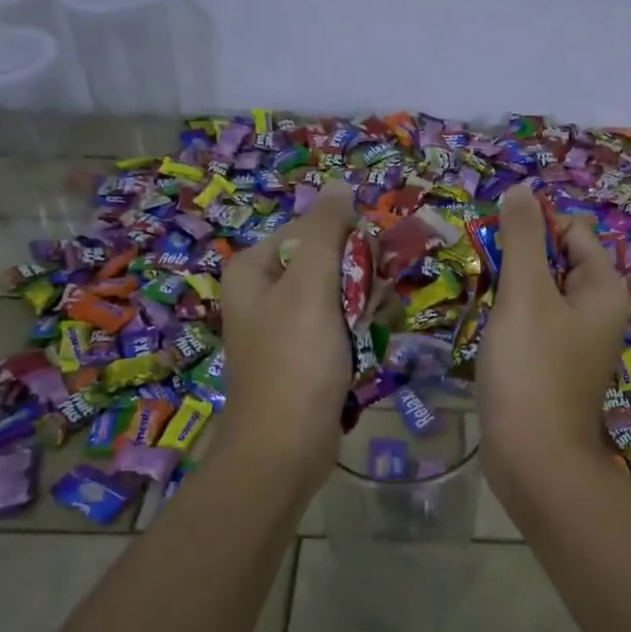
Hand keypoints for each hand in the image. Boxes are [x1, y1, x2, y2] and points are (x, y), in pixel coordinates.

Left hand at [216, 182, 356, 487]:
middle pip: (323, 261)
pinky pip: (335, 327)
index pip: (308, 228)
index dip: (347, 238)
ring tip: (377, 322)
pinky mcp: (301, 356)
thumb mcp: (311, 285)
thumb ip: (325, 231)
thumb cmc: (295, 360)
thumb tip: (339, 184)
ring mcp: (281, 327)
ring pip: (335, 295)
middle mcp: (261, 293)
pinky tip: (371, 343)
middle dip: (358, 275)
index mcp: (251, 269)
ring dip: (363, 303)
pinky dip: (356, 330)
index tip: (375, 260)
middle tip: (379, 296)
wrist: (285, 447)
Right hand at [476, 181, 630, 499]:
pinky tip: (490, 336)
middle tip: (488, 280)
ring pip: (540, 295)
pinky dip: (511, 322)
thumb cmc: (531, 369)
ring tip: (486, 308)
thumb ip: (523, 238)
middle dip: (519, 262)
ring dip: (511, 292)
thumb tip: (520, 190)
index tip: (497, 247)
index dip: (535, 229)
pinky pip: (534, 326)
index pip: (572, 231)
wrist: (533, 457)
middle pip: (556, 261)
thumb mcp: (525, 294)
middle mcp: (600, 311)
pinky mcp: (555, 366)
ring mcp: (578, 341)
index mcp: (604, 288)